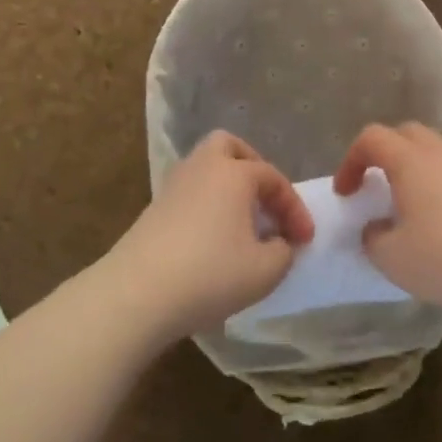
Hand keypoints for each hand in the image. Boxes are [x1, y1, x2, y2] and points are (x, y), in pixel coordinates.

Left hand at [104, 131, 313, 343]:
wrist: (136, 294)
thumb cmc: (210, 274)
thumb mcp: (265, 271)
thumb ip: (284, 252)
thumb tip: (279, 243)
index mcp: (234, 173)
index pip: (273, 179)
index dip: (294, 208)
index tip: (305, 240)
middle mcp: (202, 168)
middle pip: (228, 147)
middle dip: (252, 168)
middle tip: (265, 201)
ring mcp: (173, 187)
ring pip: (204, 169)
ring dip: (227, 188)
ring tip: (241, 223)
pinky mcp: (153, 210)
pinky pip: (189, 193)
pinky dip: (207, 206)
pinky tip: (213, 238)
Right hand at [333, 123, 441, 322]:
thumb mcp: (391, 256)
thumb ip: (372, 237)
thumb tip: (376, 227)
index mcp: (409, 160)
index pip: (371, 138)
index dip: (351, 161)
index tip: (346, 193)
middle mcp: (438, 153)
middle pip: (404, 134)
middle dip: (381, 154)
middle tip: (372, 186)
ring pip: (431, 150)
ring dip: (410, 167)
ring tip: (403, 201)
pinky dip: (433, 182)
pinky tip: (434, 218)